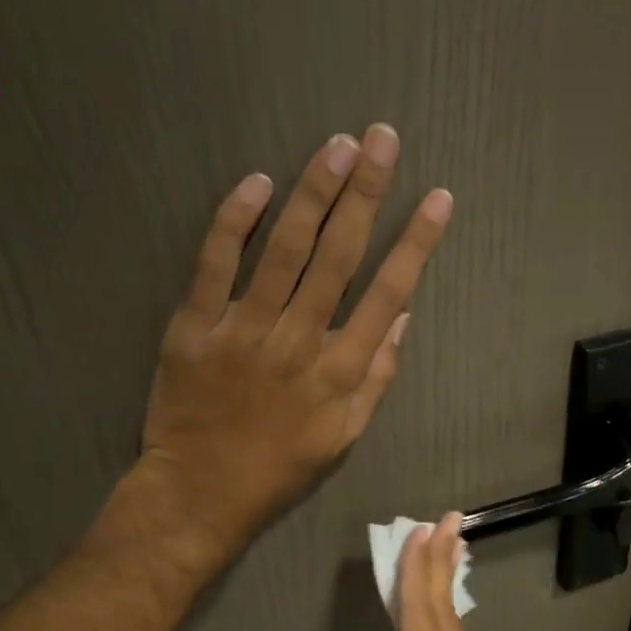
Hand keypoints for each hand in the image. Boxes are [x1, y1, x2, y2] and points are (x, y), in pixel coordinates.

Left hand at [140, 125, 451, 570]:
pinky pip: (215, 263)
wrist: (200, 491)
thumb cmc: (281, 467)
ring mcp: (243, 329)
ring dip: (313, 192)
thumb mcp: (346, 436)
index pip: (388, 293)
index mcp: (340, 371)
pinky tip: (258, 183)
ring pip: (284, 249)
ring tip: (337, 146)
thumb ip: (376, 378)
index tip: (436, 199)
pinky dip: (236, 221)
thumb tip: (400, 318)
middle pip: (338, 255)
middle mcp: (299, 340)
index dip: (415, 242)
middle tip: (383, 140)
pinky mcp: (194, 326)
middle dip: (366, 193)